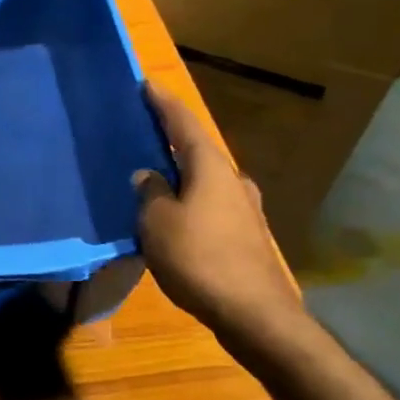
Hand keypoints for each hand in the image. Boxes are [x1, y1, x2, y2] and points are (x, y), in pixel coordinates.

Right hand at [134, 83, 309, 365]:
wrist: (255, 315)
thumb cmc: (200, 258)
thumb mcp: (158, 223)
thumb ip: (150, 193)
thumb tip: (148, 175)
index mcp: (210, 167)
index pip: (183, 123)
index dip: (162, 103)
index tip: (147, 84)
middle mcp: (232, 181)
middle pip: (197, 150)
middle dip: (171, 141)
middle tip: (143, 134)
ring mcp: (244, 210)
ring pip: (205, 181)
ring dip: (181, 175)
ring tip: (154, 179)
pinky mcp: (246, 237)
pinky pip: (210, 206)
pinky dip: (190, 202)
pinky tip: (175, 218)